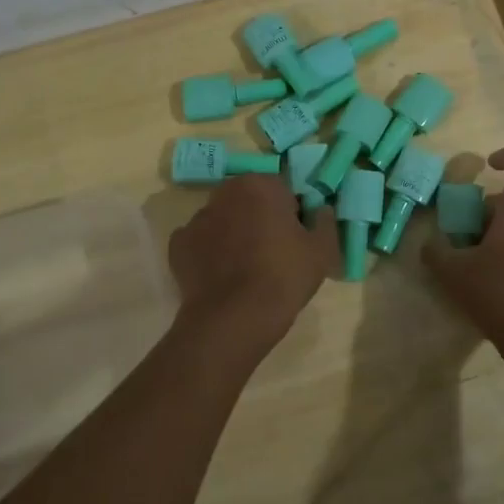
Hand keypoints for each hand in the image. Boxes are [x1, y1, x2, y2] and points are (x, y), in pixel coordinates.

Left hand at [168, 174, 337, 353]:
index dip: (292, 214)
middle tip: (274, 253)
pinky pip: (201, 243)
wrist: (234, 318)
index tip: (296, 239)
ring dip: (234, 233)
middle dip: (260, 218)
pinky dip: (210, 254)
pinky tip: (222, 277)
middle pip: (249, 201)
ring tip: (246, 269)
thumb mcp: (322, 250)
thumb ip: (325, 221)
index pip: (282, 190)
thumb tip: (321, 210)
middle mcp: (224, 193)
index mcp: (260, 185)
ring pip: (223, 220)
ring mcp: (196, 219)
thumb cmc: (284, 276)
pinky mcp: (178, 246)